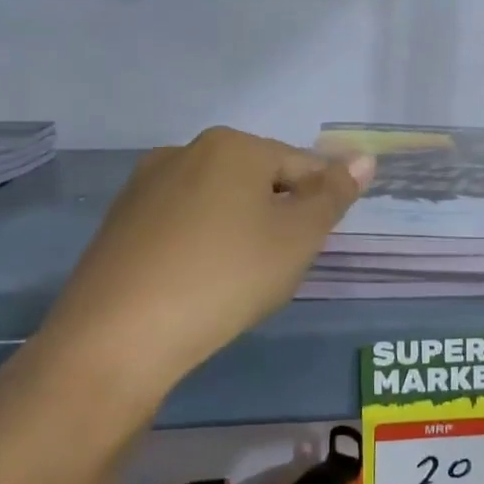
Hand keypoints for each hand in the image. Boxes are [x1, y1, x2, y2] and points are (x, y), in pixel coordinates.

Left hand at [28, 127, 372, 398]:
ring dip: (242, 232)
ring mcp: (145, 187)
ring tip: (241, 281)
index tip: (318, 245)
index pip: (302, 165)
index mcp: (233, 146)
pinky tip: (200, 284)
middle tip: (281, 268)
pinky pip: (182, 226)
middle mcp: (185, 152)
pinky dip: (203, 247)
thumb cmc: (226, 277)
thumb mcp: (298, 238)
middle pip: (258, 180)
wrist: (118, 337)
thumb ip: (334, 195)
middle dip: (279, 217)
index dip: (321, 205)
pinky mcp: (120, 224)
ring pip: (218, 203)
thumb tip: (365, 157)